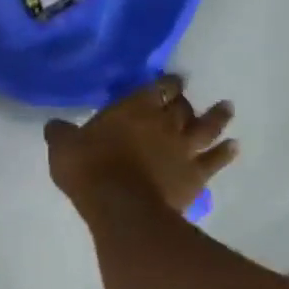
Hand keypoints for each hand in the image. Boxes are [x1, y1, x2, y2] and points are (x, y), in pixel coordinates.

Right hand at [46, 76, 237, 216]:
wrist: (122, 207)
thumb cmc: (89, 169)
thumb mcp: (63, 147)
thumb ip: (62, 133)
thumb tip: (56, 125)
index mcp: (134, 108)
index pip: (156, 88)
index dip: (164, 83)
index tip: (168, 81)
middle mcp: (164, 123)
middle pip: (182, 106)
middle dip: (184, 99)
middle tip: (186, 96)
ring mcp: (184, 149)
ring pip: (207, 127)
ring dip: (218, 117)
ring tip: (226, 108)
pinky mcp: (195, 175)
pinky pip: (215, 160)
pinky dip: (226, 152)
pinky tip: (233, 147)